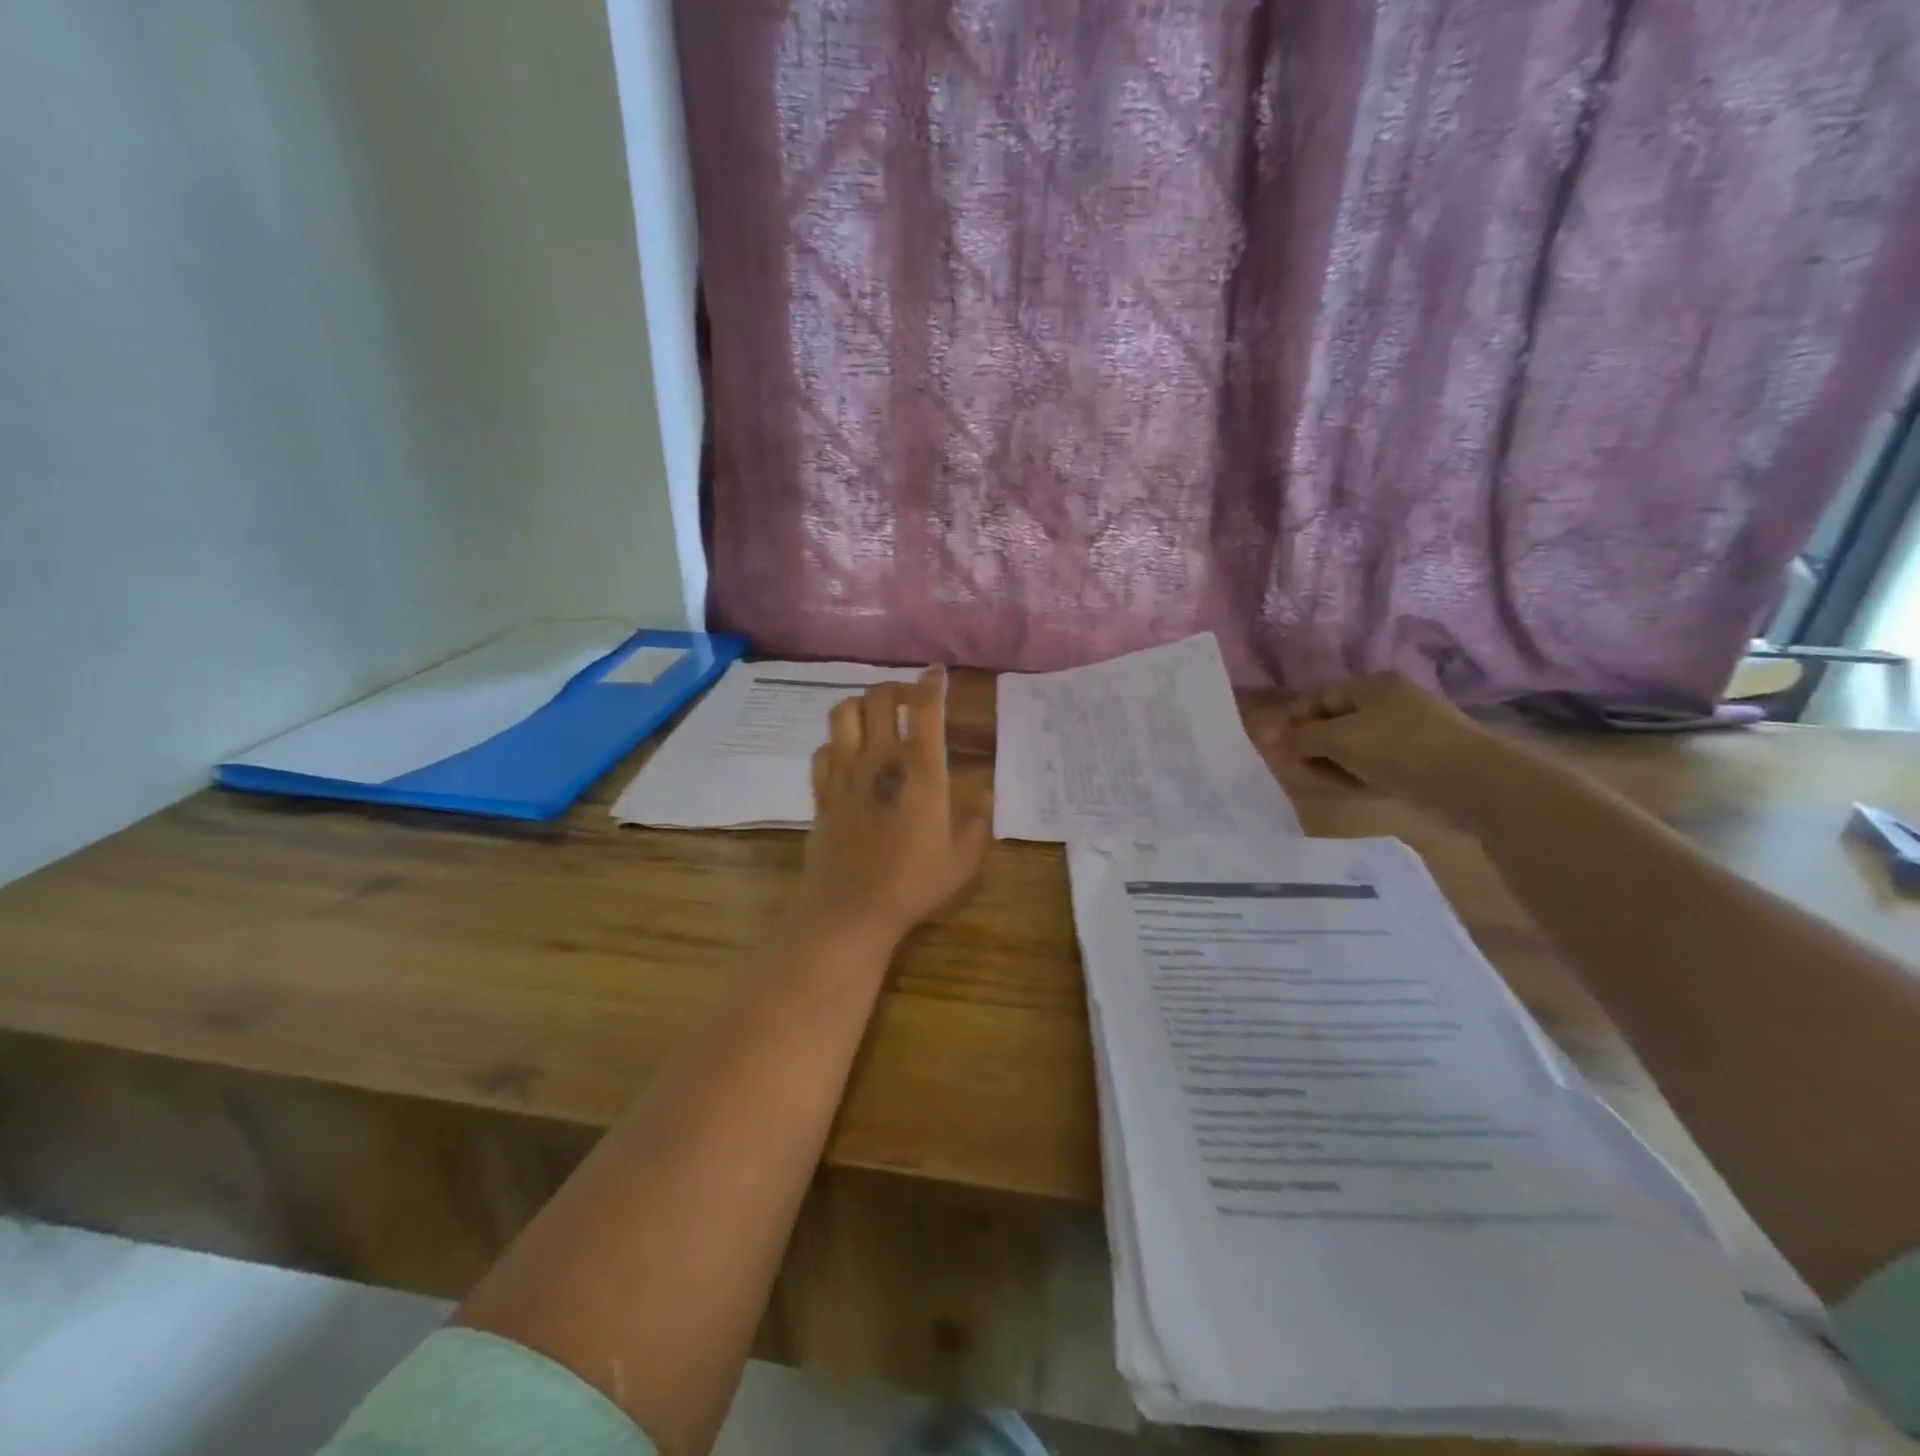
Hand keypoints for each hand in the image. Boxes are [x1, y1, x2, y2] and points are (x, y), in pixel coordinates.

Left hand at [793, 667, 990, 951]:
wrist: (850, 910)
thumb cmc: (913, 884)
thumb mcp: (962, 859)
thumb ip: (978, 823)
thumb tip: (986, 795)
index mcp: (920, 770)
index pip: (923, 707)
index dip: (931, 682)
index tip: (936, 672)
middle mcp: (879, 760)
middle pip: (878, 697)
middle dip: (896, 688)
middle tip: (909, 701)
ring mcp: (844, 773)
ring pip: (843, 713)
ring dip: (861, 705)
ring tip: (875, 718)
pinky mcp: (821, 791)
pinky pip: (823, 750)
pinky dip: (836, 743)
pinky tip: (848, 755)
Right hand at [1254, 671, 1497, 812]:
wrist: (1474, 783)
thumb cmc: (1400, 748)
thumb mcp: (1340, 738)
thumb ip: (1302, 738)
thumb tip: (1275, 741)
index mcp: (1373, 686)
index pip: (1320, 696)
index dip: (1294, 719)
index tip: (1274, 746)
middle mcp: (1390, 703)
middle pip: (1335, 721)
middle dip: (1310, 744)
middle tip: (1292, 769)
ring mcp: (1407, 733)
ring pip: (1353, 746)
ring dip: (1330, 763)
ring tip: (1317, 783)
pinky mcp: (1419, 761)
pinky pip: (1374, 764)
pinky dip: (1355, 774)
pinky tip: (1347, 789)